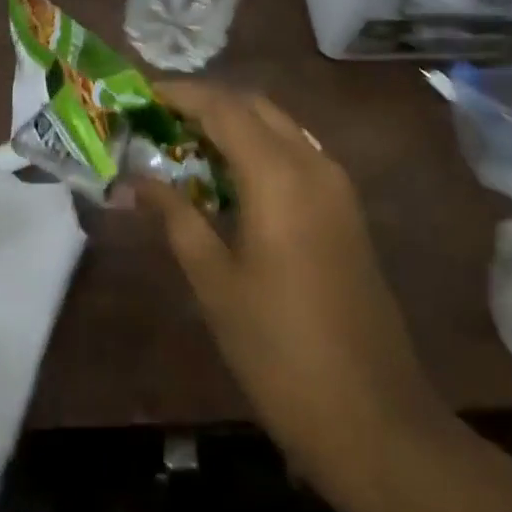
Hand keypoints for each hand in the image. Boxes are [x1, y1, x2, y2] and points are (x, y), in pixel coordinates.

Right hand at [136, 84, 451, 497]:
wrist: (373, 417)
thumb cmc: (280, 351)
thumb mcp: (216, 285)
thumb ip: (177, 218)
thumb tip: (137, 179)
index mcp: (278, 175)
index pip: (223, 108)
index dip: (181, 94)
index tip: (142, 94)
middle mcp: (313, 163)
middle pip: (254, 106)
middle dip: (207, 104)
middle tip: (160, 121)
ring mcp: (336, 184)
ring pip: (279, 127)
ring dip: (235, 124)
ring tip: (187, 147)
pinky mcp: (346, 208)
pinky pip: (297, 154)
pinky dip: (260, 149)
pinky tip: (230, 180)